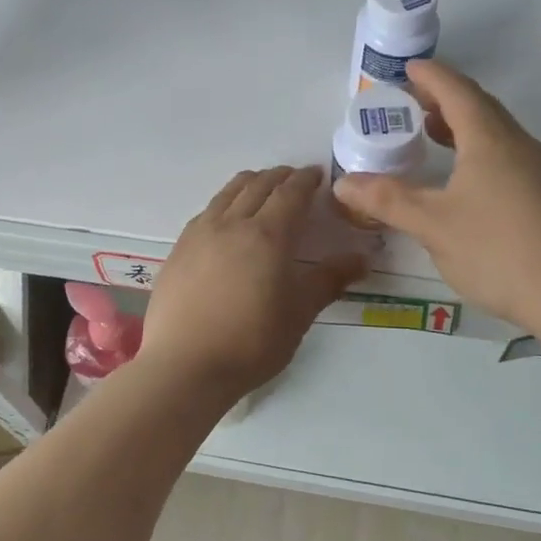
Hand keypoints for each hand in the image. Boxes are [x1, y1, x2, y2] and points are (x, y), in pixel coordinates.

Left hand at [140, 167, 365, 397]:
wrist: (184, 366)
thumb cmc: (251, 342)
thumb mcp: (299, 313)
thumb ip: (329, 280)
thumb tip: (362, 259)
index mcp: (268, 235)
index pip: (291, 193)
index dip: (306, 180)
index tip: (318, 175)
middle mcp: (232, 223)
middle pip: (258, 185)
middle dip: (280, 177)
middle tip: (295, 180)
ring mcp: (200, 233)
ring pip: (228, 192)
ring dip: (251, 183)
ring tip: (263, 189)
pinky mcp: (179, 248)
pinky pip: (208, 211)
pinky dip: (226, 203)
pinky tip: (227, 220)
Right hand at [331, 61, 540, 330]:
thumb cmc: (498, 249)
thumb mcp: (432, 224)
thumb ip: (387, 200)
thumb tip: (343, 183)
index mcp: (490, 140)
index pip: (457, 92)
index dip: (431, 76)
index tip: (409, 68)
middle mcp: (519, 146)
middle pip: (480, 108)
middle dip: (445, 100)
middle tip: (413, 103)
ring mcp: (540, 172)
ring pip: (496, 135)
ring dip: (463, 128)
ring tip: (433, 137)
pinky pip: (507, 159)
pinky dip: (478, 154)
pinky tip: (465, 182)